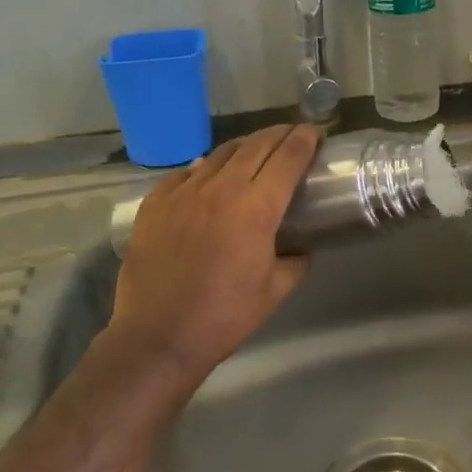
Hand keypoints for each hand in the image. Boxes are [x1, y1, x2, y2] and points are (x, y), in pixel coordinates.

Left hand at [111, 124, 320, 375]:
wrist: (157, 338)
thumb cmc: (224, 317)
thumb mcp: (275, 291)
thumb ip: (296, 261)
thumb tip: (302, 247)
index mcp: (257, 208)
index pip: (288, 157)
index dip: (305, 139)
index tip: (315, 133)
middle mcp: (221, 189)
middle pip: (257, 145)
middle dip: (279, 135)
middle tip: (292, 136)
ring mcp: (184, 192)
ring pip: (220, 153)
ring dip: (245, 147)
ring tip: (255, 151)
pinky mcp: (155, 203)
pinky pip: (185, 173)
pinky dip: (204, 168)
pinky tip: (208, 176)